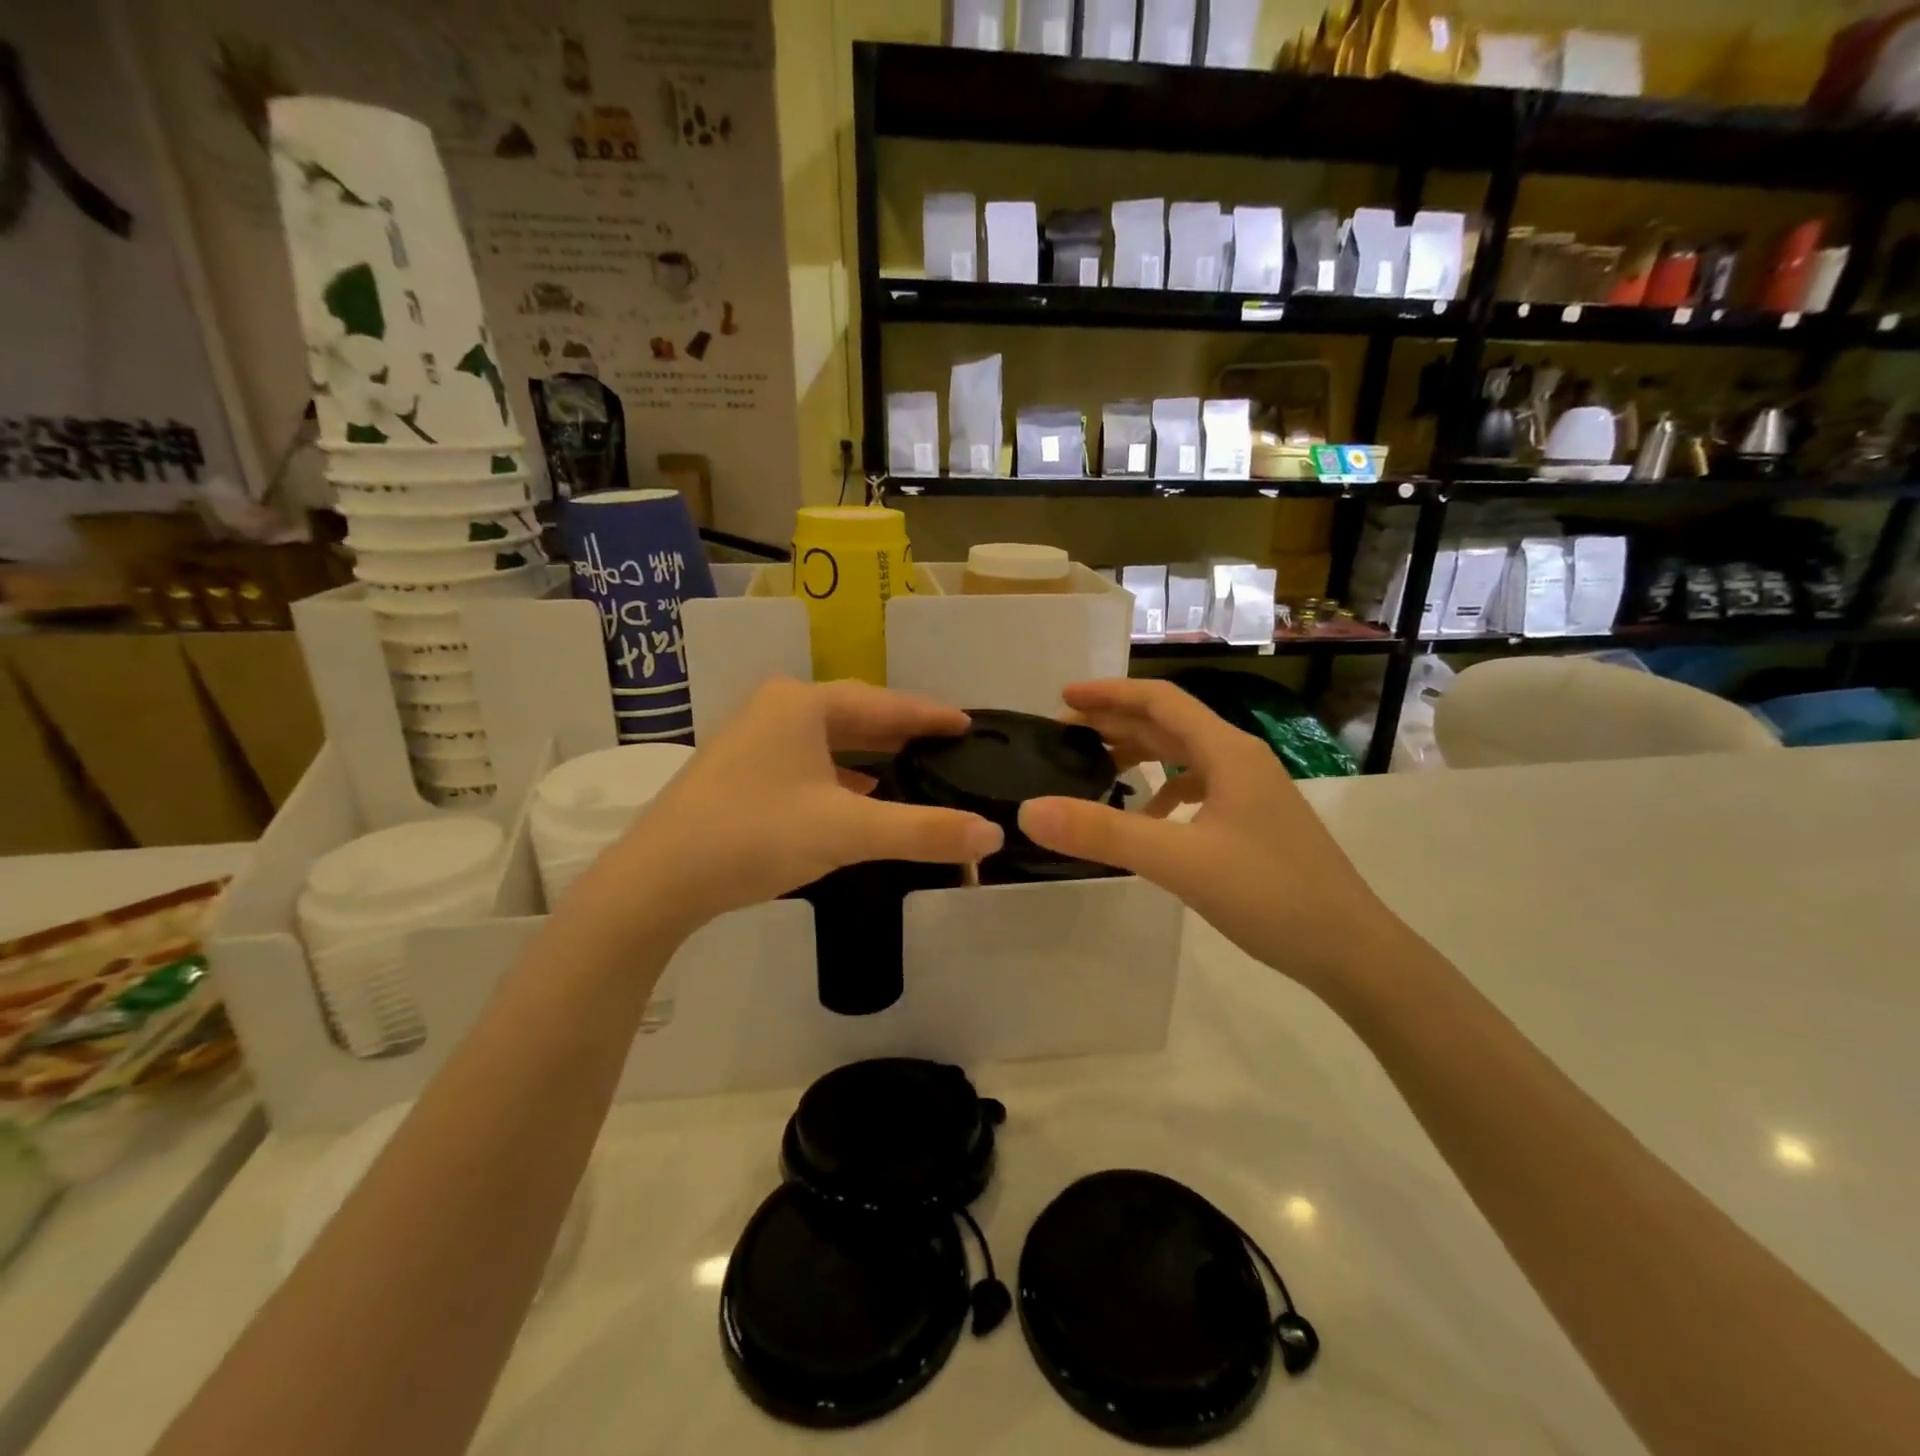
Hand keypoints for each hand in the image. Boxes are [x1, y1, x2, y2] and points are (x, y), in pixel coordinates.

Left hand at [575, 678, 1003, 938]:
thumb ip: (923, 831)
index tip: (968, 722)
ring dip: (870, 754)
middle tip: (947, 744)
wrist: (657, 880)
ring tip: (912, 766)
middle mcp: (776, 708)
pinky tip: (858, 796)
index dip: (930, 714)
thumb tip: (992, 835)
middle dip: (901, 731)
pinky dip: (840, 775)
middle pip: (856, 715)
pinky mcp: (740, 771)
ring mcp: (752, 738)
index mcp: (802, 703)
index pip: (885, 703)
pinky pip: (807, 761)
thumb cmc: (756, 835)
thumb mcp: (848, 832)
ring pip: (829, 740)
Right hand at [1017, 679, 1395, 991]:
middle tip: (1065, 735)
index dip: (1109, 694)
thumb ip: (1104, 833)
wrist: (1351, 950)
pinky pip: (1198, 788)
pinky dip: (1164, 791)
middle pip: (1170, 725)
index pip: (1160, 701)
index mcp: (1227, 752)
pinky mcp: (1254, 821)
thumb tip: (1029, 810)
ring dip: (1140, 754)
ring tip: (1095, 767)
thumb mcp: (1179, 861)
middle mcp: (1240, 760)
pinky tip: (1148, 818)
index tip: (1062, 700)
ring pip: (1185, 757)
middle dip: (1116, 723)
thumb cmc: (1270, 895)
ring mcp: (1252, 791)